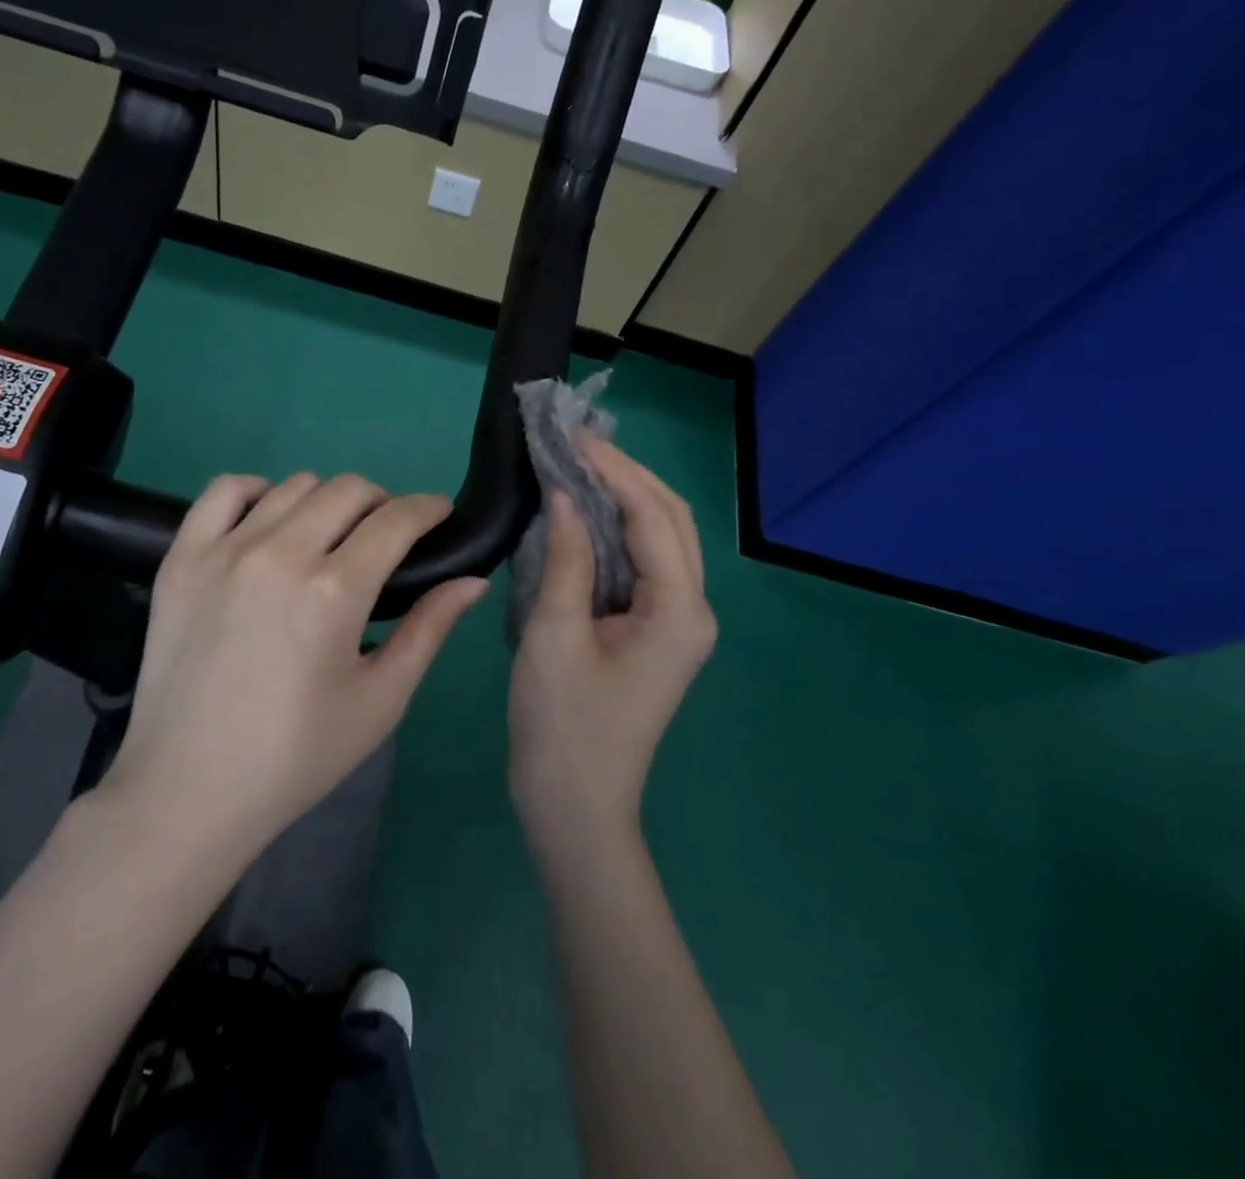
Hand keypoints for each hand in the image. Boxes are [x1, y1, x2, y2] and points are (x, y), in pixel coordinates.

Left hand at [103, 472, 487, 865]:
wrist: (189, 788)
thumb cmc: (297, 754)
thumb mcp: (380, 700)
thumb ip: (429, 630)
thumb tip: (473, 580)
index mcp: (334, 592)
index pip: (396, 520)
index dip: (428, 508)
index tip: (439, 513)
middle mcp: (280, 554)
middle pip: (348, 490)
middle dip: (382, 503)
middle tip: (386, 536)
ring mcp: (224, 550)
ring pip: (294, 485)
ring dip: (327, 500)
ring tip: (330, 535)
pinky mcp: (183, 557)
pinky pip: (224, 491)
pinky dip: (256, 491)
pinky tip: (269, 520)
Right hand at [508, 441, 716, 865]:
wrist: (575, 808)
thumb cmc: (562, 726)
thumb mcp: (553, 635)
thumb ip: (565, 558)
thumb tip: (566, 495)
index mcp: (678, 610)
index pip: (653, 517)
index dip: (615, 471)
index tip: (573, 437)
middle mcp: (691, 609)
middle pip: (671, 520)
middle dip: (628, 475)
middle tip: (577, 443)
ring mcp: (677, 622)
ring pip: (661, 539)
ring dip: (625, 498)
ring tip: (580, 464)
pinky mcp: (654, 632)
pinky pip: (643, 564)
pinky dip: (617, 531)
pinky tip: (584, 513)